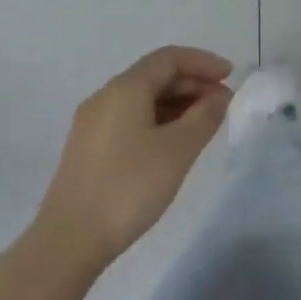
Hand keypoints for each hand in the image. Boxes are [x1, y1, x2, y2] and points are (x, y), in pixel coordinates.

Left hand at [36, 46, 232, 266]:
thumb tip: (219, 96)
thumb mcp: (178, 150)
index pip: (169, 58)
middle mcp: (105, 97)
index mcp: (125, 89)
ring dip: (177, 103)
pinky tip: (174, 142)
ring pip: (143, 99)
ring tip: (205, 123)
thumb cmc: (129, 187)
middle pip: (155, 76)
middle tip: (223, 103)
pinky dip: (159, 120)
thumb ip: (205, 116)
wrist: (69, 241)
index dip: (203, 62)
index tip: (231, 76)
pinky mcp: (89, 149)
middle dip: (193, 83)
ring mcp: (93, 124)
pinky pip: (131, 118)